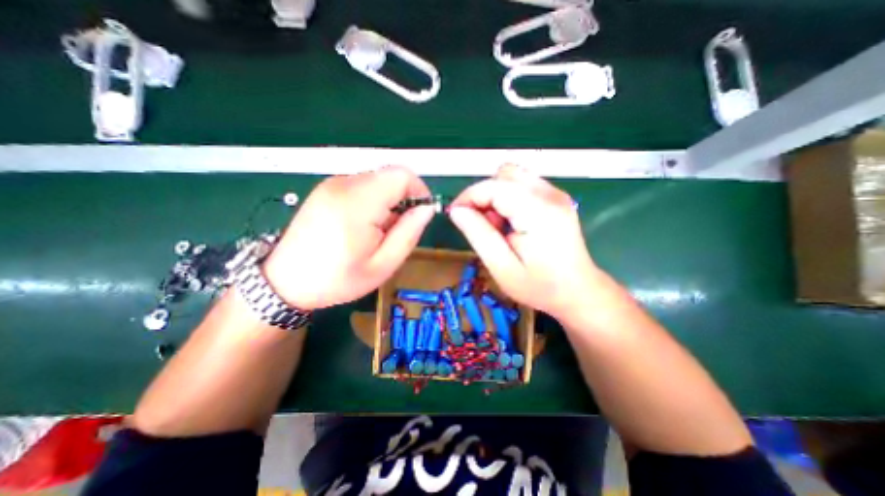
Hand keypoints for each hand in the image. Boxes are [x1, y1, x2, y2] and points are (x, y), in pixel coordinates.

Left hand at [265, 166, 435, 310]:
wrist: (286, 282)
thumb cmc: (337, 279)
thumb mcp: (383, 265)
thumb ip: (409, 233)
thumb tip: (427, 208)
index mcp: (358, 203)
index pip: (402, 175)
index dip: (419, 190)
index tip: (420, 213)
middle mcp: (344, 184)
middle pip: (390, 175)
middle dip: (403, 198)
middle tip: (397, 229)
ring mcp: (332, 184)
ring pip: (378, 179)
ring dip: (388, 201)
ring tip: (379, 231)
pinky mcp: (327, 188)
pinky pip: (363, 185)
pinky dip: (373, 200)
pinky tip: (364, 224)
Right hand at [450, 162, 601, 317]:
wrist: (578, 291)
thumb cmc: (540, 286)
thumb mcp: (502, 267)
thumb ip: (478, 234)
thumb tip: (456, 210)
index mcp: (538, 212)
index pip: (493, 186)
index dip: (468, 197)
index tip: (455, 215)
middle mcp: (550, 194)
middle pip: (504, 174)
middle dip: (484, 195)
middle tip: (482, 225)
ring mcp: (556, 193)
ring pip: (512, 176)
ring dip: (496, 195)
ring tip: (498, 225)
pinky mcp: (556, 197)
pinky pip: (523, 185)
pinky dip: (509, 198)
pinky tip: (512, 222)